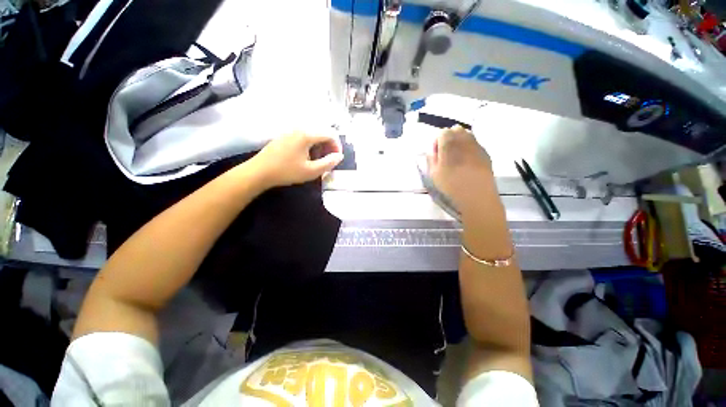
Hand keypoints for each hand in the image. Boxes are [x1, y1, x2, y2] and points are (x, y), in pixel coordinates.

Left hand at [247, 131, 343, 187]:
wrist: (259, 172)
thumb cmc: (287, 171)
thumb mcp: (311, 171)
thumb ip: (329, 163)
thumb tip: (339, 156)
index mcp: (307, 135)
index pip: (330, 134)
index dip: (337, 146)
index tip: (336, 159)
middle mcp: (299, 128)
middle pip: (322, 133)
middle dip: (329, 146)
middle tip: (328, 161)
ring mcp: (291, 131)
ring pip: (313, 135)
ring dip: (320, 146)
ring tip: (318, 161)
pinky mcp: (285, 136)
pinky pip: (303, 137)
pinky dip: (310, 145)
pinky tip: (306, 157)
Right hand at [427, 126, 495, 216]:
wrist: (477, 195)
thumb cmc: (451, 185)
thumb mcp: (433, 174)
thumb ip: (431, 159)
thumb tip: (433, 152)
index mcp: (449, 143)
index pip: (442, 132)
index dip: (437, 142)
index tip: (436, 154)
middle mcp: (464, 139)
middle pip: (455, 130)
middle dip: (449, 138)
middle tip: (446, 154)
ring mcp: (477, 145)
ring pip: (467, 135)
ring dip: (459, 142)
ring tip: (456, 157)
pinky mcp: (485, 153)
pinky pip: (475, 144)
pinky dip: (469, 148)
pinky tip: (467, 163)